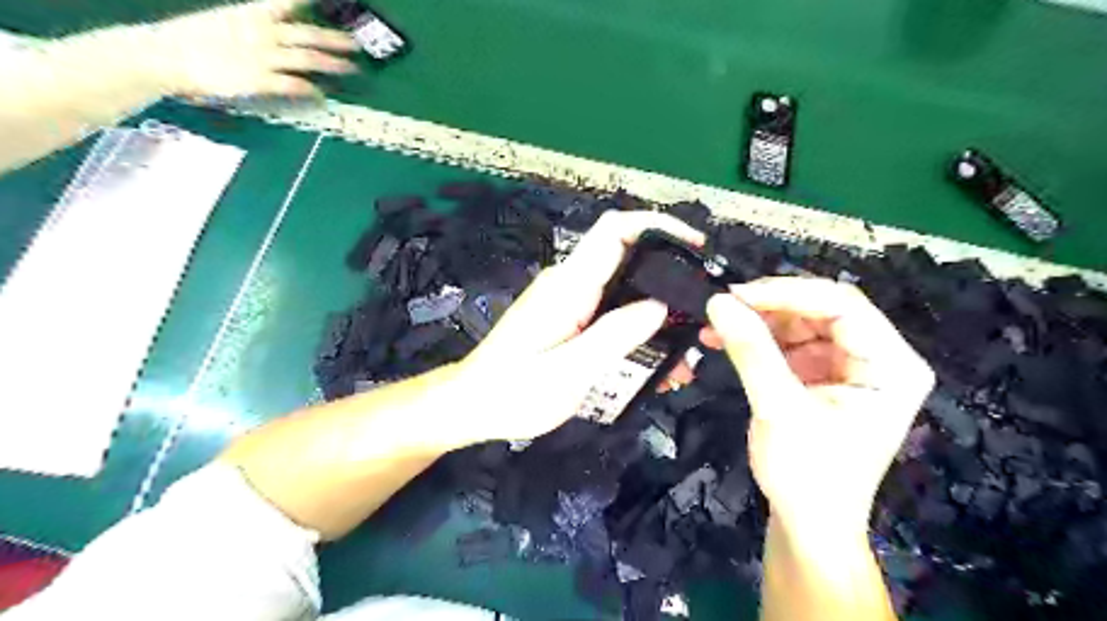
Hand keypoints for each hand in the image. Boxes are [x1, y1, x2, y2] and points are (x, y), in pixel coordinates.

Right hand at [139, 0, 352, 96]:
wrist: (168, 56)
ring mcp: (263, 57)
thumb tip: (280, 29)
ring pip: (308, 58)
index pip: (287, 2)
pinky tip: (323, 97)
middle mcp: (263, 33)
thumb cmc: (196, 40)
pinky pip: (295, 84)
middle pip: (308, 34)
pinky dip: (312, 91)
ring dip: (333, 63)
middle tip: (356, 46)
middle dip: (335, 40)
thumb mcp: (228, 20)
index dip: (310, 1)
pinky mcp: (260, 80)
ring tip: (351, 68)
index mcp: (253, 14)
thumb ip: (257, 23)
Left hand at [449, 211, 707, 446]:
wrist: (473, 405)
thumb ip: (614, 336)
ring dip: (658, 314)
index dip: (657, 225)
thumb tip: (660, 306)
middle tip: (701, 316)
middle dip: (669, 278)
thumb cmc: (513, 391)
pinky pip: (612, 313)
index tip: (695, 246)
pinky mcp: (570, 320)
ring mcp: (570, 302)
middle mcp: (571, 285)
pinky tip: (655, 362)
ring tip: (684, 355)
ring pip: (625, 291)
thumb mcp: (569, 370)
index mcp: (569, 286)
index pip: (615, 232)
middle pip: (628, 259)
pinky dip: (638, 330)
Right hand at [705, 277, 925, 533]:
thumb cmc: (808, 475)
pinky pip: (787, 344)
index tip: (736, 294)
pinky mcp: (821, 377)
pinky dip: (755, 341)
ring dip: (756, 322)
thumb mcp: (778, 408)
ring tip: (715, 325)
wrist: (807, 526)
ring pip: (799, 324)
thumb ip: (751, 351)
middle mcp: (876, 358)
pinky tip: (723, 340)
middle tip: (722, 307)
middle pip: (820, 310)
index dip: (787, 292)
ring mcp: (847, 367)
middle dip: (768, 307)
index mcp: (891, 365)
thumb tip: (717, 301)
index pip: (843, 305)